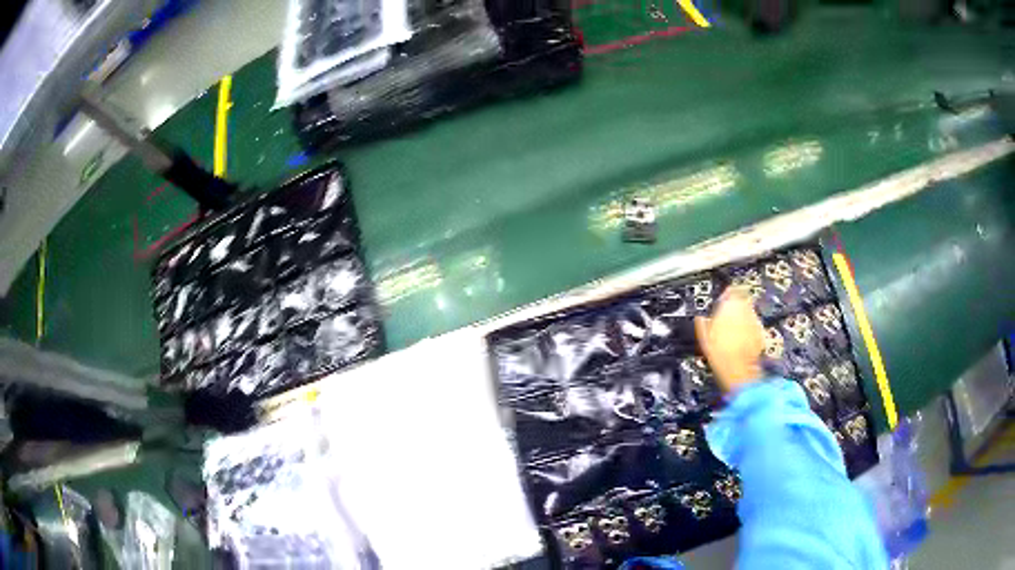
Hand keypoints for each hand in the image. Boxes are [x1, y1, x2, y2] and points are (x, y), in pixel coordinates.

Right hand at [694, 287, 765, 393]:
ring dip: (742, 317)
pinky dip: (748, 329)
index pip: (730, 290)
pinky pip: (754, 325)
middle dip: (735, 306)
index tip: (722, 299)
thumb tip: (700, 318)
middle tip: (726, 316)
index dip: (725, 294)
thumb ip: (703, 322)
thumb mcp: (703, 336)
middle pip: (741, 300)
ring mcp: (755, 320)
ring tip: (733, 331)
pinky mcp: (761, 332)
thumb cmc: (720, 353)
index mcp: (729, 304)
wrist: (738, 369)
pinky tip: (741, 340)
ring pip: (748, 312)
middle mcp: (745, 308)